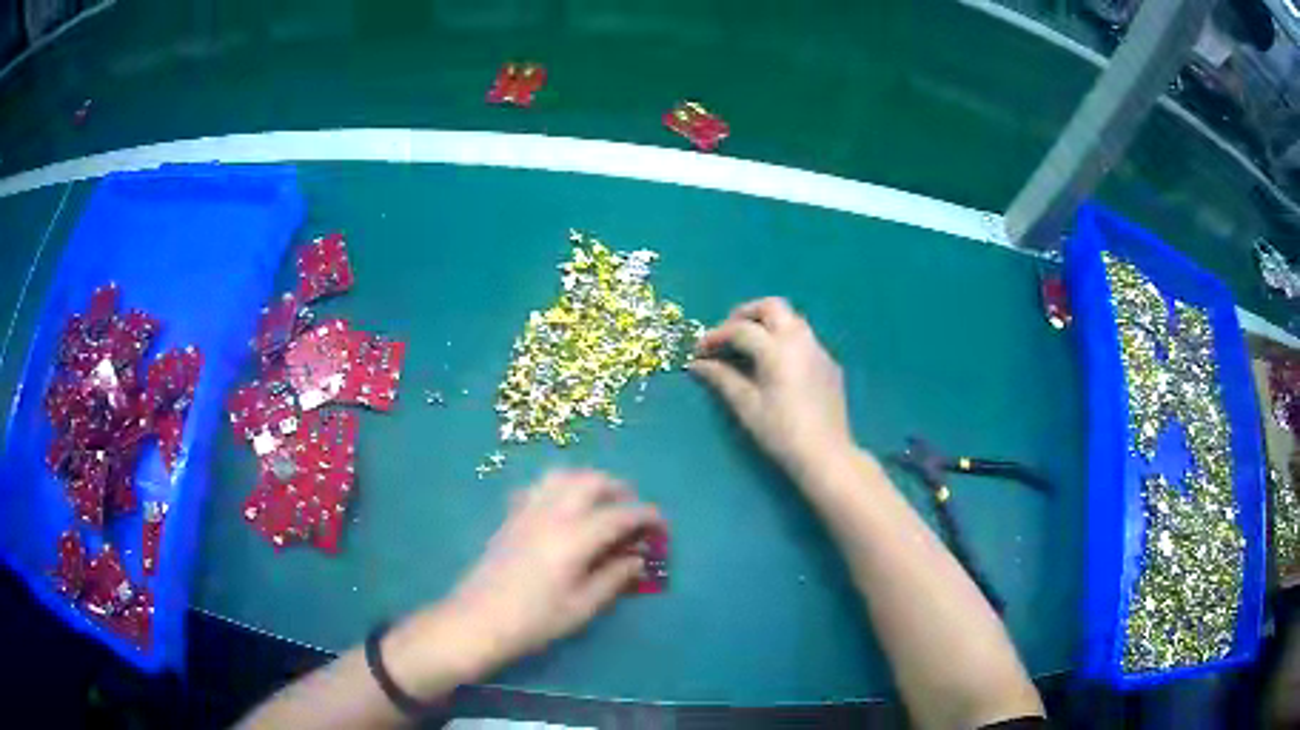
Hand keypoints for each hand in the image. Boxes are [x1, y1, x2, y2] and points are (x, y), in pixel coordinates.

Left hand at [443, 470, 664, 671]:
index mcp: (575, 536)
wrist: (477, 620)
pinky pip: (539, 486)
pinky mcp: (510, 517)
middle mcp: (552, 513)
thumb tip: (636, 560)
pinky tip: (562, 510)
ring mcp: (527, 510)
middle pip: (591, 481)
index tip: (662, 526)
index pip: (620, 514)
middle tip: (632, 511)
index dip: (647, 516)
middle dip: (619, 490)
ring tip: (601, 504)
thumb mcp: (582, 607)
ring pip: (563, 475)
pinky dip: (560, 488)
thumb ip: (613, 579)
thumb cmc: (534, 620)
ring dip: (588, 482)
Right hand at [689, 297, 853, 478]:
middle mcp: (800, 340)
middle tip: (728, 334)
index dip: (716, 336)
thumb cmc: (781, 432)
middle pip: (772, 307)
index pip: (741, 329)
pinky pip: (804, 339)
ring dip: (767, 324)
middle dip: (746, 314)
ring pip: (791, 320)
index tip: (700, 350)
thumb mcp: (746, 406)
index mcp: (777, 349)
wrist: (825, 454)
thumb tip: (697, 364)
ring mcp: (818, 350)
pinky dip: (784, 340)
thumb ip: (721, 378)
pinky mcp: (829, 364)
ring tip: (749, 348)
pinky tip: (776, 366)